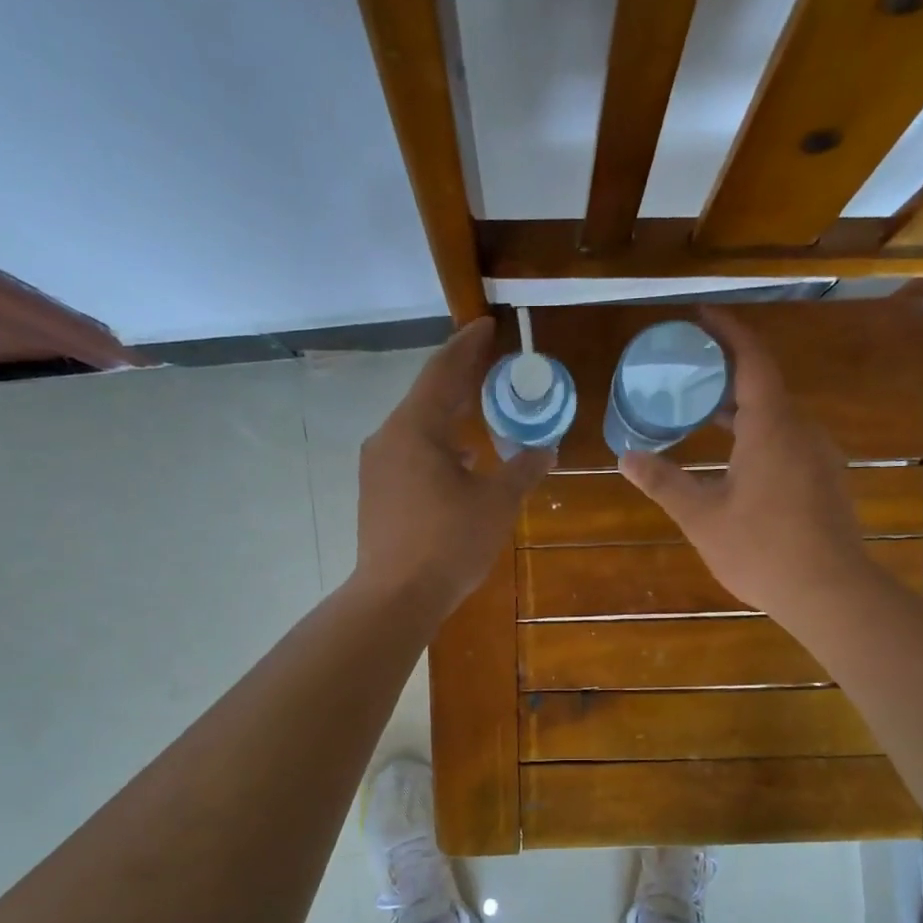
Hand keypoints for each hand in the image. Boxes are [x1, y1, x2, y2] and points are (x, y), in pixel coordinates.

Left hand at [354, 317, 551, 617]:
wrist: (394, 597)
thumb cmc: (447, 543)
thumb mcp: (496, 504)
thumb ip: (522, 470)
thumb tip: (546, 449)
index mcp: (415, 429)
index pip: (443, 372)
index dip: (467, 346)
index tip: (486, 325)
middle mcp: (389, 439)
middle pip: (428, 397)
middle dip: (460, 379)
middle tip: (490, 362)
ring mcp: (378, 467)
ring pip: (418, 428)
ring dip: (449, 416)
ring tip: (479, 410)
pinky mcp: (376, 493)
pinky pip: (410, 454)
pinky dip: (438, 447)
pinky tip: (461, 462)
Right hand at [619, 308, 864, 624]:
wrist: (830, 592)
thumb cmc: (762, 549)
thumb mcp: (702, 517)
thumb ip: (664, 482)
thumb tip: (626, 458)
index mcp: (771, 427)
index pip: (752, 361)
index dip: (728, 332)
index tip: (702, 316)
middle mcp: (801, 431)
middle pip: (765, 385)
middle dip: (727, 373)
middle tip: (688, 372)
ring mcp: (819, 456)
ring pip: (777, 416)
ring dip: (742, 408)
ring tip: (704, 415)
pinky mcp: (825, 480)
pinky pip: (788, 440)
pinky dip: (758, 434)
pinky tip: (736, 460)